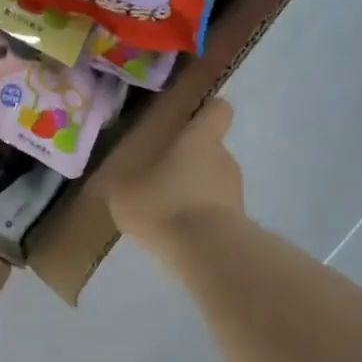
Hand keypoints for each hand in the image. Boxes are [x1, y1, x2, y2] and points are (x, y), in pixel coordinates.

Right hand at [107, 97, 244, 258]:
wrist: (207, 251)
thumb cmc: (164, 205)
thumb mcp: (124, 192)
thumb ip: (124, 181)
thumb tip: (122, 178)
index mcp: (200, 139)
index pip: (218, 110)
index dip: (207, 112)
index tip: (191, 120)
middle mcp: (225, 158)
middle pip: (210, 151)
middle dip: (189, 163)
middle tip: (161, 179)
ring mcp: (236, 192)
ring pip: (213, 183)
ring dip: (194, 193)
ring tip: (167, 213)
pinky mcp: (239, 222)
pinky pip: (216, 212)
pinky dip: (200, 219)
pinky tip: (178, 236)